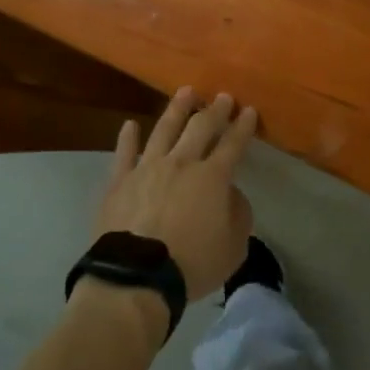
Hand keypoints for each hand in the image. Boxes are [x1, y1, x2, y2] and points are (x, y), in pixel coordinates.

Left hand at [95, 87, 256, 300]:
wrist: (137, 277)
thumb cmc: (192, 264)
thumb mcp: (234, 248)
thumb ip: (239, 215)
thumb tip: (231, 194)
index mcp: (212, 177)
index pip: (233, 144)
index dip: (243, 126)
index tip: (249, 110)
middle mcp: (181, 163)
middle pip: (201, 128)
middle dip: (215, 110)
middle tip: (223, 96)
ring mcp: (147, 168)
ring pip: (164, 129)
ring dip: (177, 109)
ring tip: (186, 92)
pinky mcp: (119, 181)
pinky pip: (124, 153)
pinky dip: (128, 138)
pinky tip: (130, 125)